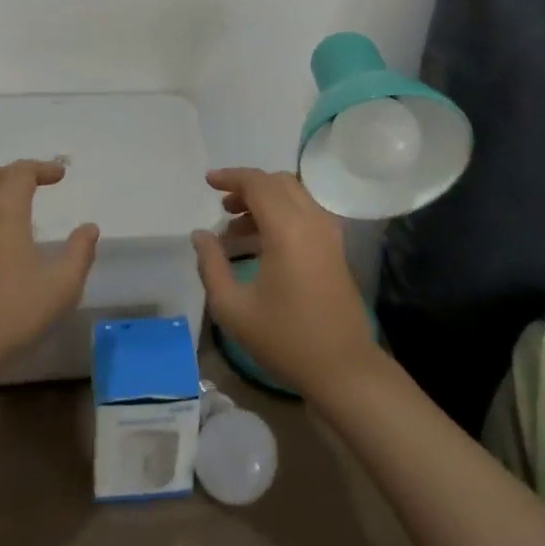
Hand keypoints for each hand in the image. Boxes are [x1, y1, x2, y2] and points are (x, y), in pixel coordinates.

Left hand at [0, 160, 98, 378]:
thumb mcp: (61, 286)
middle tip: (41, 183)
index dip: (42, 168)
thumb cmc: (13, 314)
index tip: (61, 175)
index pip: (20, 172)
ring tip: (20, 202)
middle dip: (18, 172)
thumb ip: (80, 252)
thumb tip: (89, 228)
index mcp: (3, 212)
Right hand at [192, 167, 379, 398]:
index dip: (231, 177)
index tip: (208, 182)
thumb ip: (211, 264)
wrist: (343, 368)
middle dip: (247, 186)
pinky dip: (282, 213)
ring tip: (236, 228)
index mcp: (287, 229)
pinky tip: (262, 242)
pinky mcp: (336, 247)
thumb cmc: (285, 338)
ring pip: (294, 194)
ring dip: (265, 199)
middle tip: (222, 206)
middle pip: (278, 182)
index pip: (257, 183)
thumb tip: (201, 234)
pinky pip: (306, 212)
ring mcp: (329, 233)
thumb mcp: (233, 308)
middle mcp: (312, 220)